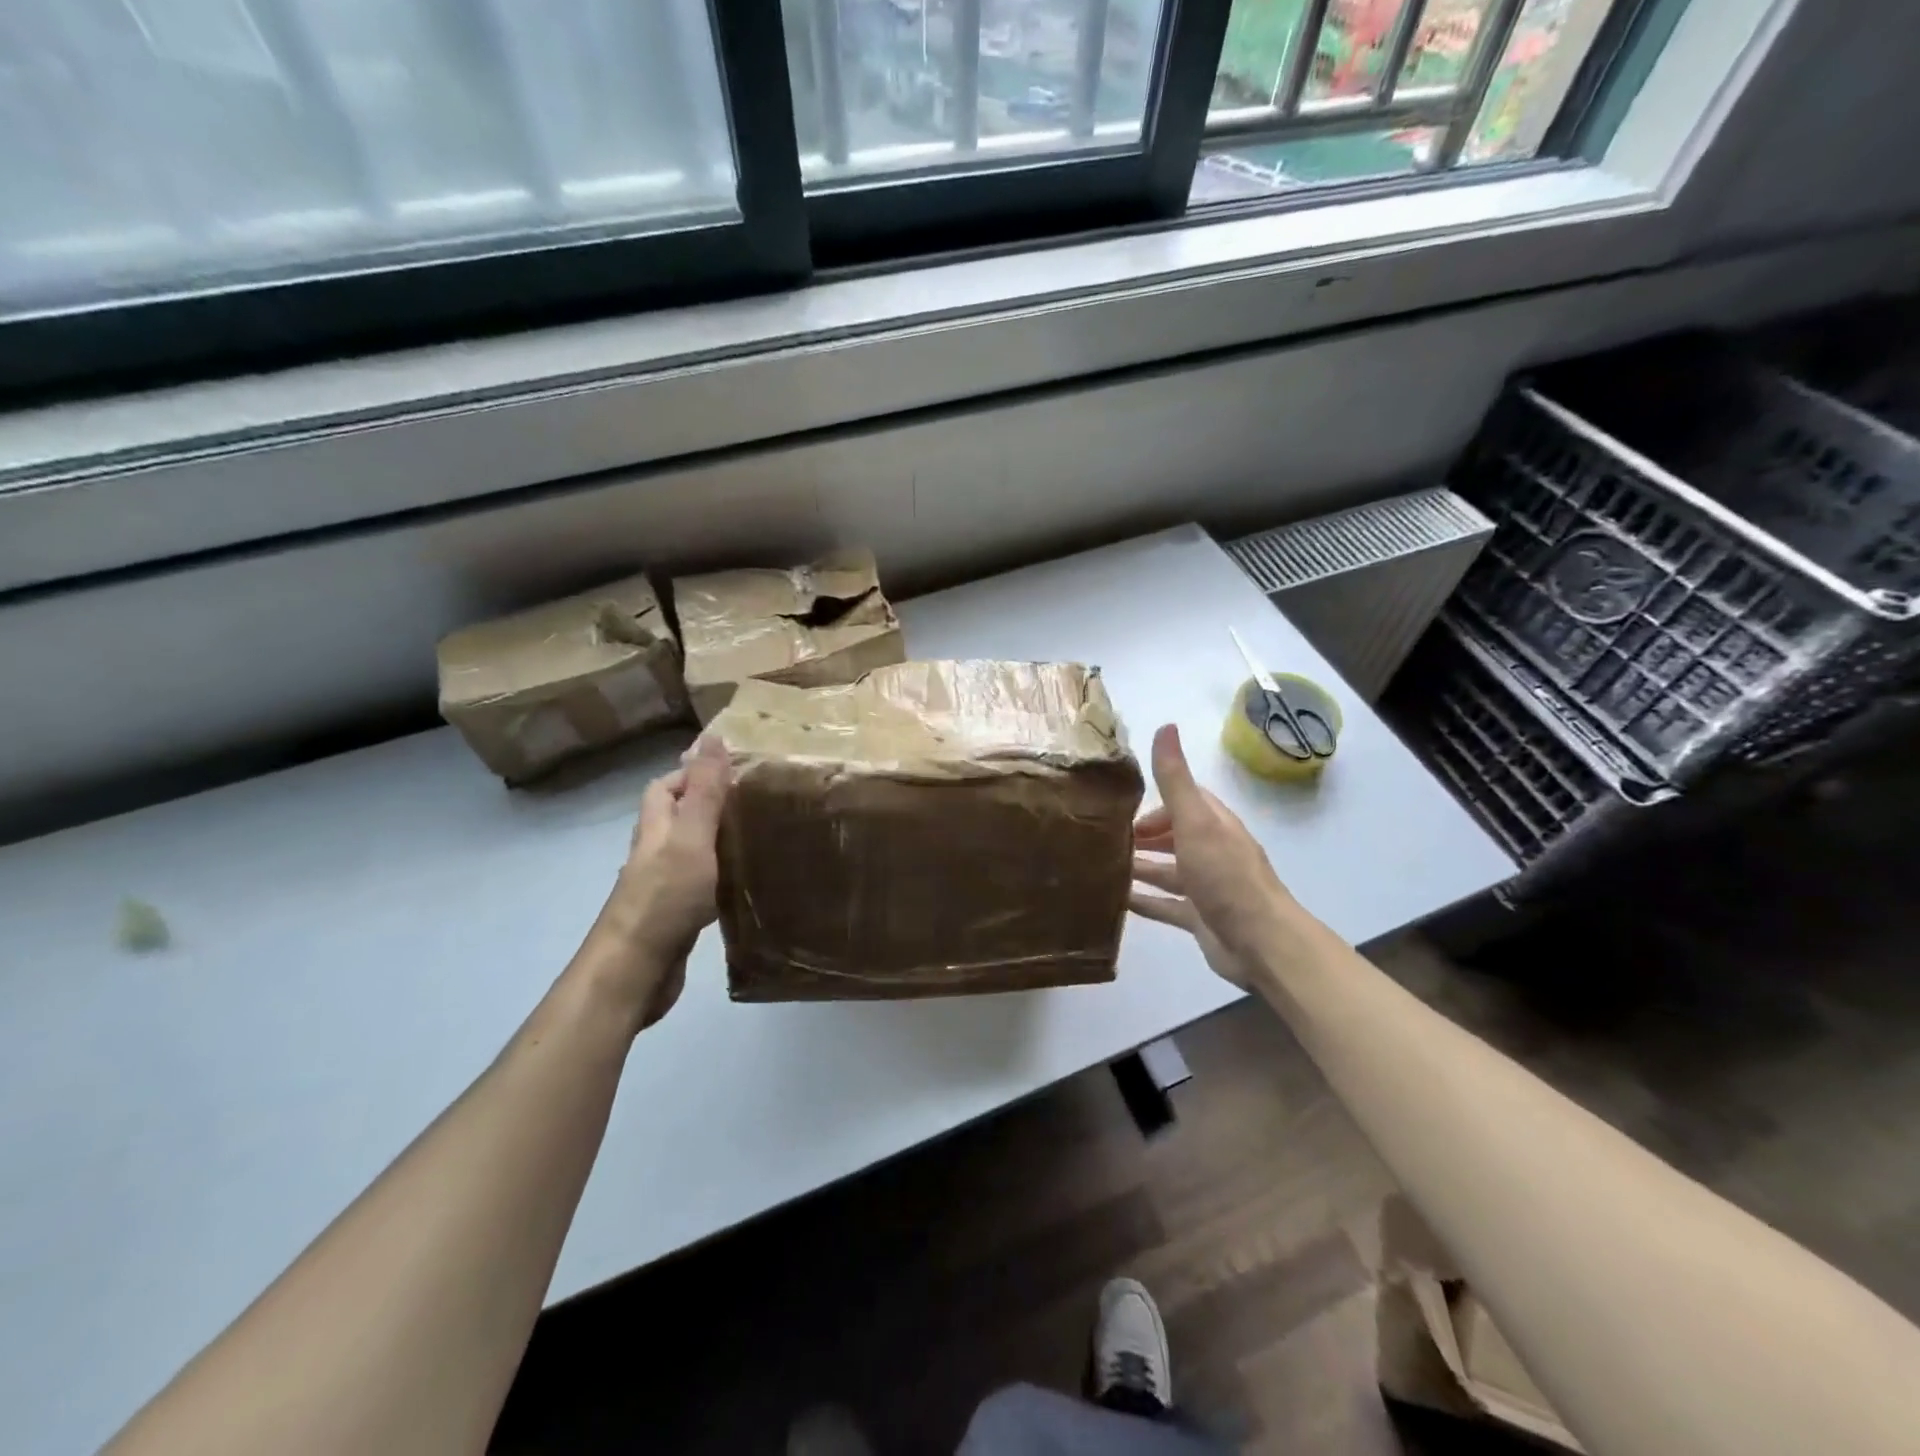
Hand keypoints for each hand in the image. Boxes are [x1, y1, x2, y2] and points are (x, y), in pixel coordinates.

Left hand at [586, 735, 730, 1028]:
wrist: (635, 971)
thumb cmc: (665, 898)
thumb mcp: (691, 836)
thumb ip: (705, 791)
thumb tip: (711, 736)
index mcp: (655, 829)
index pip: (665, 787)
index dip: (692, 773)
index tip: (733, 771)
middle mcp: (653, 854)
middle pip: (674, 818)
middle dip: (706, 805)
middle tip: (752, 802)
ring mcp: (661, 888)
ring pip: (687, 851)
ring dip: (713, 841)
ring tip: (754, 836)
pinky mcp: (673, 917)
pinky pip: (697, 885)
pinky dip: (717, 876)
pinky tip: (740, 884)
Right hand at [1128, 723, 1302, 988]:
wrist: (1260, 943)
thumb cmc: (1225, 876)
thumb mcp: (1196, 821)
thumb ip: (1175, 779)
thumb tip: (1165, 726)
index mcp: (1214, 824)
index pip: (1184, 801)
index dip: (1155, 802)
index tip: (1120, 807)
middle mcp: (1212, 851)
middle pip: (1173, 836)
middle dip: (1143, 835)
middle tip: (1103, 838)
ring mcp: (1206, 887)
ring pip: (1167, 871)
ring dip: (1140, 866)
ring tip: (1101, 865)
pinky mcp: (1200, 918)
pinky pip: (1166, 905)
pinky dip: (1144, 901)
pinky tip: (1116, 900)